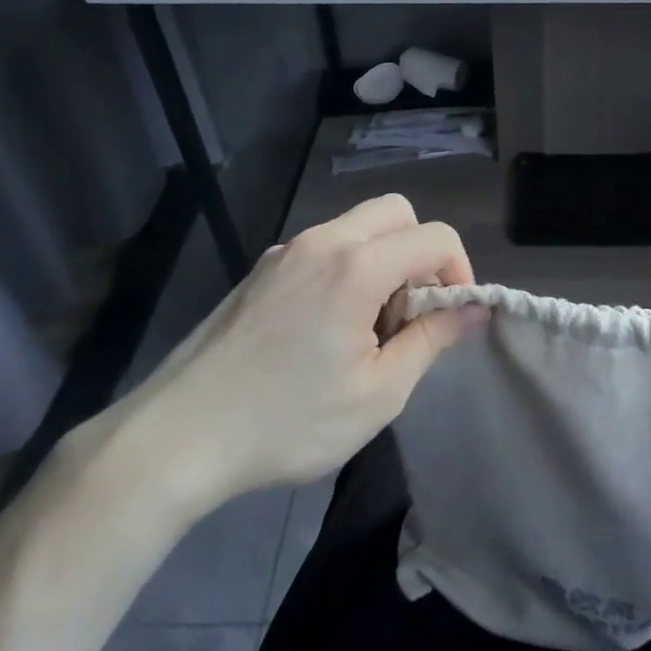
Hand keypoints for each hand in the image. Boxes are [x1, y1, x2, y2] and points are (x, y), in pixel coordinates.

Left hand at [88, 195, 482, 521]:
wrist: (176, 438)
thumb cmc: (288, 421)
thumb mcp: (379, 393)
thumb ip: (433, 340)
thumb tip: (475, 309)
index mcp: (356, 266)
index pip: (435, 236)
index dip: (460, 272)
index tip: (449, 318)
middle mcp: (322, 241)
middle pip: (396, 212)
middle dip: (420, 252)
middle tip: (410, 311)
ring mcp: (285, 252)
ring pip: (356, 226)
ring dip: (382, 259)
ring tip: (367, 327)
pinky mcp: (260, 271)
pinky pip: (322, 248)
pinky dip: (346, 268)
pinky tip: (324, 329)